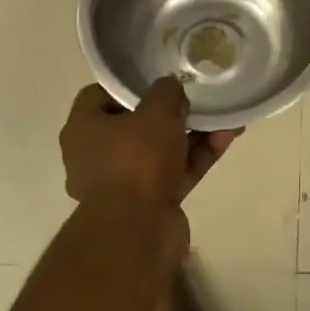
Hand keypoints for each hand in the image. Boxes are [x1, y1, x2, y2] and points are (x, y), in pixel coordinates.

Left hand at [59, 78, 241, 207]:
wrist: (138, 231)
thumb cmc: (136, 159)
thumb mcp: (156, 111)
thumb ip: (166, 92)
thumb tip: (171, 87)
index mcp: (83, 129)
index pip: (99, 96)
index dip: (128, 85)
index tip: (157, 79)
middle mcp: (96, 156)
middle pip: (135, 124)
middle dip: (168, 112)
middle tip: (194, 98)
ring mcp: (123, 183)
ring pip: (160, 150)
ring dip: (191, 134)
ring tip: (223, 116)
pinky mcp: (149, 203)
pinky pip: (175, 172)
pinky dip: (197, 157)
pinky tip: (226, 138)